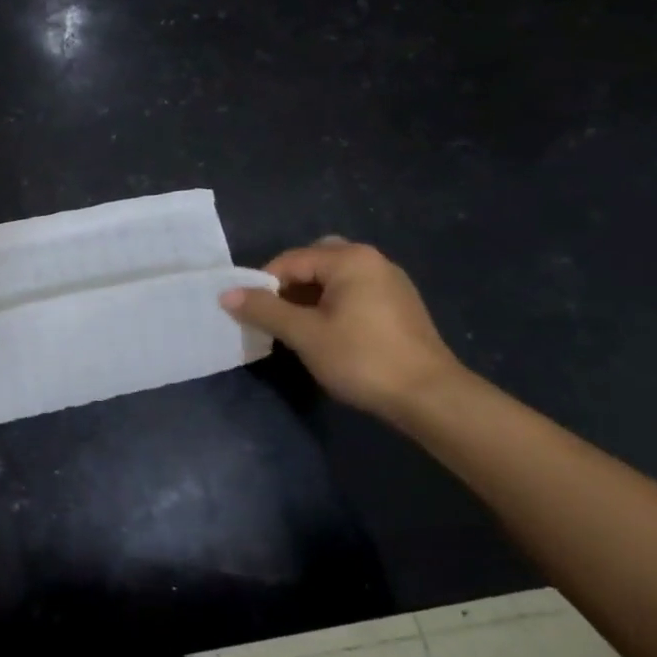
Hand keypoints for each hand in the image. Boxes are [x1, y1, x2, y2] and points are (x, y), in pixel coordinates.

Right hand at [221, 238, 464, 420]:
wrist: (430, 397)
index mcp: (349, 259)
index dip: (264, 284)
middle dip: (289, 286)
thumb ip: (264, 310)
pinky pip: (354, 293)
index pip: (291, 260)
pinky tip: (329, 334)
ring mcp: (390, 282)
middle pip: (315, 262)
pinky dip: (333, 305)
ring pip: (335, 279)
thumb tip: (226, 294)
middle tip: (276, 316)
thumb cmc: (362, 358)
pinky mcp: (400, 305)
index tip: (250, 313)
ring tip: (297, 329)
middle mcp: (372, 260)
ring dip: (311, 297)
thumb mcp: (304, 334)